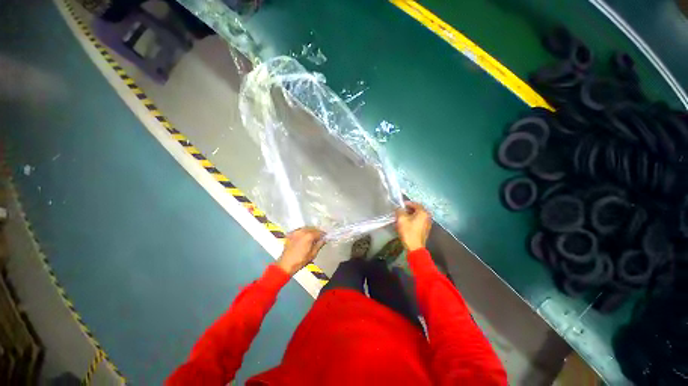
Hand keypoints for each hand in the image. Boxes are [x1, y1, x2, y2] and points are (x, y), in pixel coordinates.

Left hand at [277, 227, 325, 275]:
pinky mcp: (291, 234)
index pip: (319, 232)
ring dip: (310, 231)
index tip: (325, 237)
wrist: (285, 264)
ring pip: (306, 228)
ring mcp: (295, 232)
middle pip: (312, 228)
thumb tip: (324, 240)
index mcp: (309, 236)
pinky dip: (303, 232)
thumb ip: (319, 245)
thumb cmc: (300, 261)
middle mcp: (302, 231)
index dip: (323, 234)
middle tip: (320, 237)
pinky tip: (304, 237)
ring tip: (312, 237)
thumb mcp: (313, 254)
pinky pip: (299, 230)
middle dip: (317, 232)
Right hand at [395, 201, 431, 250]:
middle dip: (408, 210)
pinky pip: (418, 221)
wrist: (414, 247)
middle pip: (417, 210)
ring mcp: (427, 224)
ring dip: (409, 215)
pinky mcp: (425, 229)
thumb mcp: (401, 219)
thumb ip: (399, 210)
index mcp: (423, 213)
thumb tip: (398, 207)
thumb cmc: (408, 231)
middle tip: (400, 211)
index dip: (407, 203)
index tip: (400, 205)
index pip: (415, 204)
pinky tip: (405, 224)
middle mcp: (427, 217)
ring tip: (401, 218)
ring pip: (417, 216)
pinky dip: (412, 220)